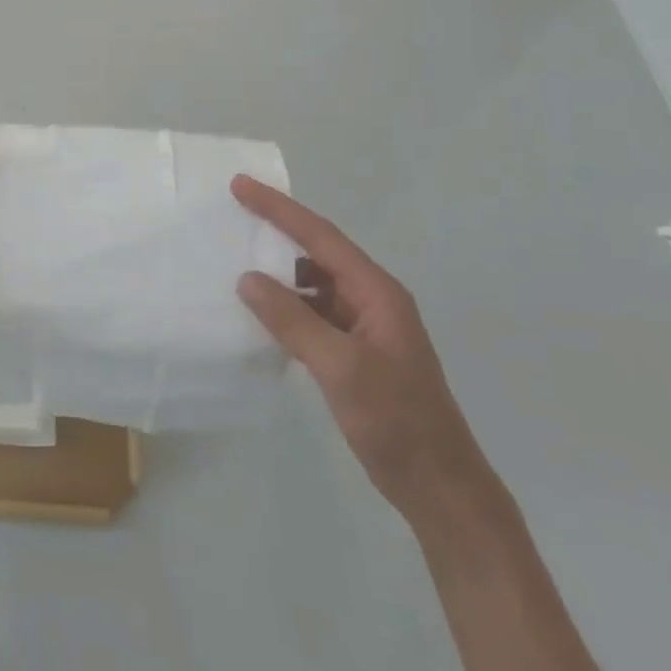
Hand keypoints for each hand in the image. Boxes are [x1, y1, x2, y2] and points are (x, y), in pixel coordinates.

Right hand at [231, 176, 497, 526]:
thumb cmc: (396, 420)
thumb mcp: (341, 366)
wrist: (437, 484)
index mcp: (377, 292)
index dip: (279, 209)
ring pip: (313, 286)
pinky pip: (312, 315)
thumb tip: (248, 279)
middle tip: (233, 218)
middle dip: (277, 233)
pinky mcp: (353, 353)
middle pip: (318, 253)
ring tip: (235, 265)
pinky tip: (259, 316)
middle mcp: (371, 301)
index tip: (241, 186)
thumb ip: (292, 320)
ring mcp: (363, 328)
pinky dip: (285, 309)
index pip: (320, 237)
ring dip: (279, 275)